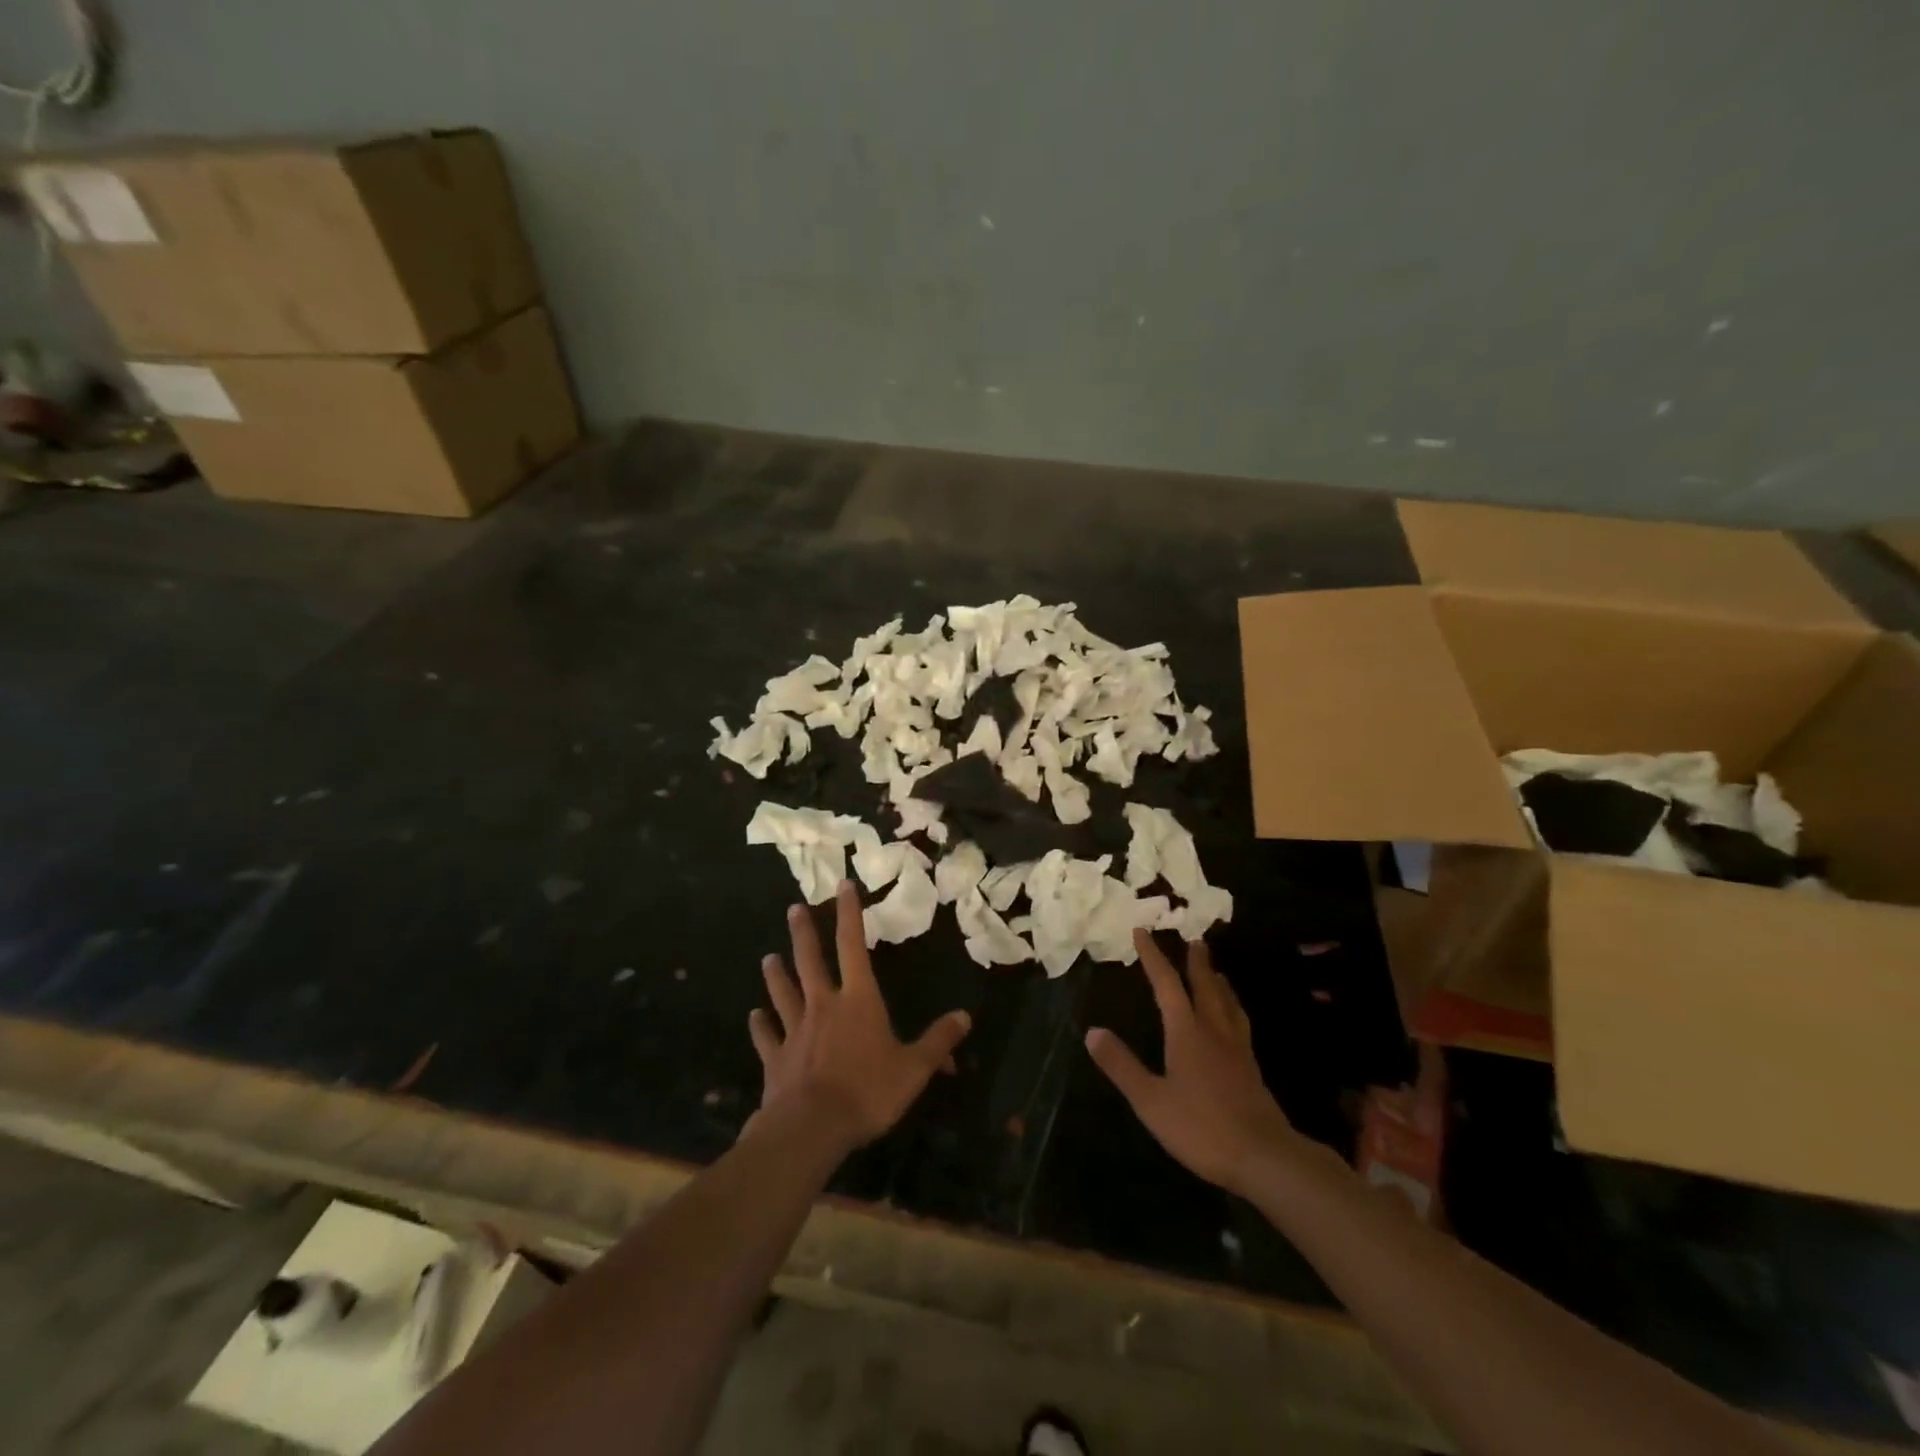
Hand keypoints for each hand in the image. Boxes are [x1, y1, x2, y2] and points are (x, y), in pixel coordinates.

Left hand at [749, 881, 972, 1152]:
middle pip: (810, 961)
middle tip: (793, 909)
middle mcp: (823, 1005)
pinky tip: (754, 1016)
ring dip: (777, 976)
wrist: (812, 1127)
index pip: (854, 946)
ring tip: (768, 958)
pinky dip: (760, 1026)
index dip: (850, 914)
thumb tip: (965, 1017)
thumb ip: (938, 1042)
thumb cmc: (868, 1091)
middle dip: (803, 934)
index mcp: (858, 1000)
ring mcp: (795, 1031)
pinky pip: (767, 1037)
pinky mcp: (776, 1059)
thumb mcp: (914, 1068)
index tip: (842, 885)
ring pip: (784, 994)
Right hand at [1086, 932, 1299, 1194]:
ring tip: (1217, 972)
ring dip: (1219, 983)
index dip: (1153, 957)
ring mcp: (1237, 1050)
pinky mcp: (1251, 1070)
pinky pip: (1240, 1024)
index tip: (1142, 931)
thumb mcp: (1150, 1100)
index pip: (1167, 985)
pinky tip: (1234, 1021)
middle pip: (1205, 986)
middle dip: (1196, 962)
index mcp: (1187, 1032)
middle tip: (1195, 939)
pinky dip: (1233, 1009)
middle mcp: (1214, 1031)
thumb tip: (1092, 1031)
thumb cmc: (1202, 1127)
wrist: (1265, 1157)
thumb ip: (1122, 1066)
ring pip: (1228, 1004)